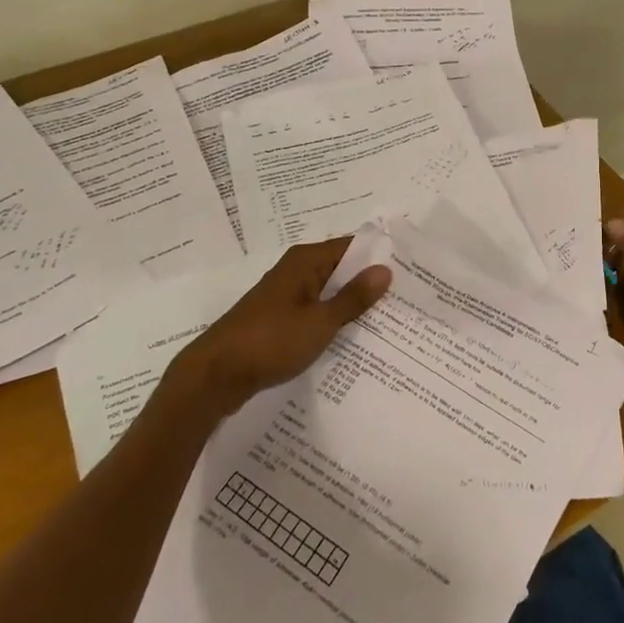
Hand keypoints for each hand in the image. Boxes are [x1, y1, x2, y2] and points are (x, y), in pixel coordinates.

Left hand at [175, 238, 391, 414]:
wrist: (215, 375)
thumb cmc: (270, 341)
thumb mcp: (320, 322)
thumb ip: (353, 297)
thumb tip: (385, 270)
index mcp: (305, 261)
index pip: (351, 246)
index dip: (378, 257)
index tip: (409, 270)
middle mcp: (294, 271)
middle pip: (340, 269)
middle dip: (368, 283)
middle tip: (406, 299)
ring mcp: (284, 296)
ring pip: (327, 293)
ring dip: (350, 305)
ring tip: (387, 321)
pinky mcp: (277, 320)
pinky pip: (314, 312)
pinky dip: (332, 321)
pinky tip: (352, 339)